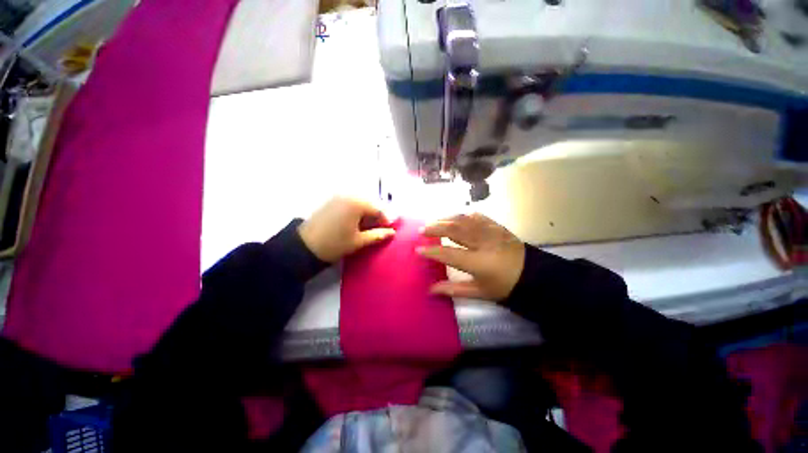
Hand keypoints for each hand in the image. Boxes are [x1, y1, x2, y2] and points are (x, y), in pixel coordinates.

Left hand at [298, 197, 395, 262]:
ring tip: (365, 229)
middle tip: (377, 231)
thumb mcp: (359, 241)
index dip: (386, 221)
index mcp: (357, 203)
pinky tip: (354, 224)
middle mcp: (348, 195)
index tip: (388, 231)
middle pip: (370, 205)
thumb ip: (377, 235)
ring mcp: (338, 197)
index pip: (379, 209)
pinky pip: (349, 204)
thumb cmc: (334, 244)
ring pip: (360, 204)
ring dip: (366, 215)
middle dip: (375, 217)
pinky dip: (355, 213)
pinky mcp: (331, 201)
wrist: (303, 247)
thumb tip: (392, 232)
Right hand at [418, 213, 524, 301]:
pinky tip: (456, 217)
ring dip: (446, 219)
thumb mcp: (479, 292)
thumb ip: (453, 290)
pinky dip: (463, 215)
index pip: (449, 254)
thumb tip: (430, 290)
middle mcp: (483, 243)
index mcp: (479, 262)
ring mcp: (490, 231)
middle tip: (422, 229)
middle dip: (435, 228)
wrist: (532, 274)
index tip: (418, 249)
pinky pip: (477, 216)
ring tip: (434, 221)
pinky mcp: (496, 226)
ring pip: (463, 220)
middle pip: (454, 230)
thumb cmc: (504, 286)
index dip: (432, 251)